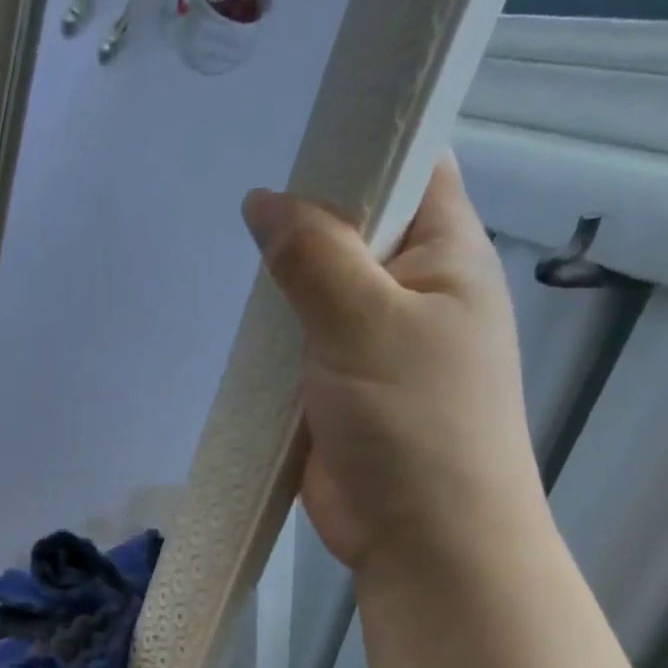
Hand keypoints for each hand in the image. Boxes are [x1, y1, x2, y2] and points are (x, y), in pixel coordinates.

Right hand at [242, 155, 546, 587]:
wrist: (423, 542)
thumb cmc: (416, 424)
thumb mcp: (366, 324)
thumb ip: (314, 256)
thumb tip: (263, 201)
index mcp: (446, 254)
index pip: (411, 164)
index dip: (362, 138)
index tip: (293, 124)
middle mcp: (412, 289)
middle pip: (352, 227)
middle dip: (300, 216)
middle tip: (235, 197)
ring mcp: (371, 342)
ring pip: (318, 290)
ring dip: (279, 283)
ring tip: (222, 254)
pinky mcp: (336, 389)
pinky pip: (298, 344)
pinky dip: (271, 335)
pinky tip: (234, 321)